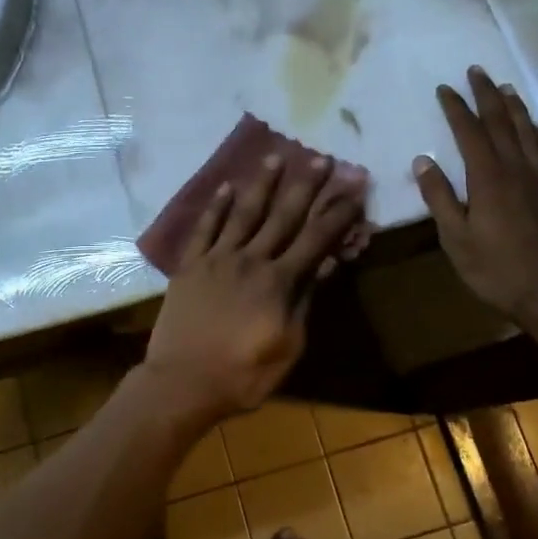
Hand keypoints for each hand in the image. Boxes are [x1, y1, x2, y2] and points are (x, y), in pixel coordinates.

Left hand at [144, 155, 365, 421]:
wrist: (182, 383)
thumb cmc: (243, 375)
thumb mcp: (288, 346)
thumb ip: (303, 302)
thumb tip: (323, 265)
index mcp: (278, 281)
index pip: (316, 239)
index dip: (338, 213)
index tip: (355, 187)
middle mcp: (250, 260)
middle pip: (283, 216)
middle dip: (306, 186)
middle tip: (321, 157)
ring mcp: (216, 259)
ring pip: (244, 213)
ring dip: (262, 184)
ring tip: (276, 155)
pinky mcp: (190, 266)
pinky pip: (204, 229)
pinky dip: (215, 207)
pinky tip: (226, 187)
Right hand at [415, 66, 537, 338]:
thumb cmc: (499, 272)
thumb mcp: (456, 240)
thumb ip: (439, 198)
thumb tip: (423, 161)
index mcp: (489, 179)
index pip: (470, 132)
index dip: (456, 108)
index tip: (444, 88)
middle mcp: (519, 169)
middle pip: (502, 122)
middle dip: (487, 95)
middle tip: (477, 71)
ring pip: (530, 131)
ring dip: (515, 107)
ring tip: (506, 88)